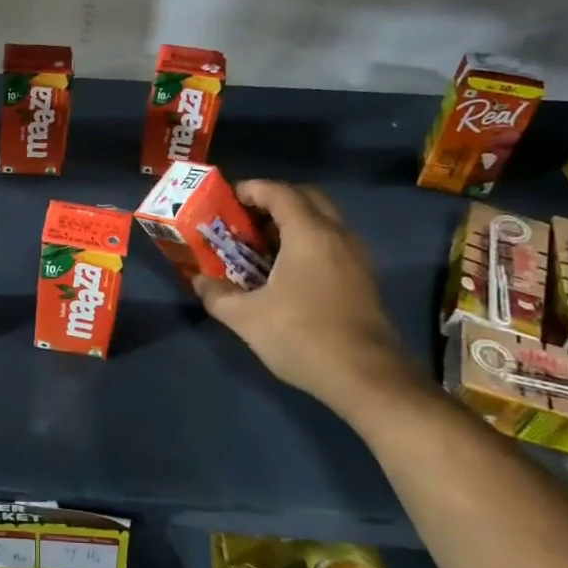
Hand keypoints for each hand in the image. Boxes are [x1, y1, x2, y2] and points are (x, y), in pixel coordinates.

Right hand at [192, 180, 419, 415]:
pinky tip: (286, 270)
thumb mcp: (247, 318)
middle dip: (273, 200)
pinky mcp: (363, 277)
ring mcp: (355, 256)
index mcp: (309, 234)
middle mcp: (337, 234)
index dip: (251, 189)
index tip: (226, 199)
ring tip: (261, 243)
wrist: (367, 378)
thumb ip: (217, 294)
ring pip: (322, 219)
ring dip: (292, 221)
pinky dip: (307, 240)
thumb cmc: (303, 337)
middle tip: (245, 218)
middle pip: (305, 198)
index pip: (279, 192)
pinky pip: (331, 241)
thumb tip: (200, 280)